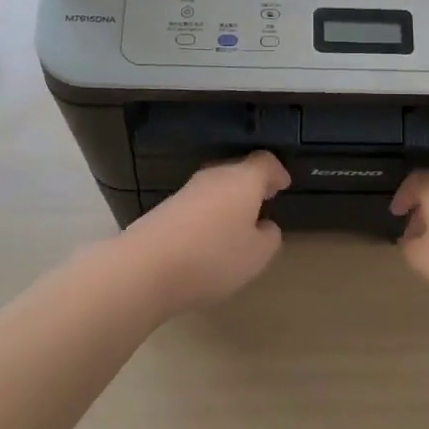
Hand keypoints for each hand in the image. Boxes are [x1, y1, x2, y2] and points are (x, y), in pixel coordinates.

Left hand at [125, 152, 289, 311]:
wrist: (145, 267)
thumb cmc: (213, 256)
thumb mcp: (257, 255)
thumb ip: (269, 237)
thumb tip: (265, 226)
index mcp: (242, 180)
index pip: (264, 161)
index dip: (277, 172)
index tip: (283, 185)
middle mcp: (214, 177)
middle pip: (238, 170)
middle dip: (253, 185)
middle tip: (264, 201)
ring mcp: (187, 190)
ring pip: (217, 186)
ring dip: (230, 200)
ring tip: (238, 222)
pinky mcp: (166, 208)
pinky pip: (198, 203)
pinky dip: (210, 213)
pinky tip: (210, 237)